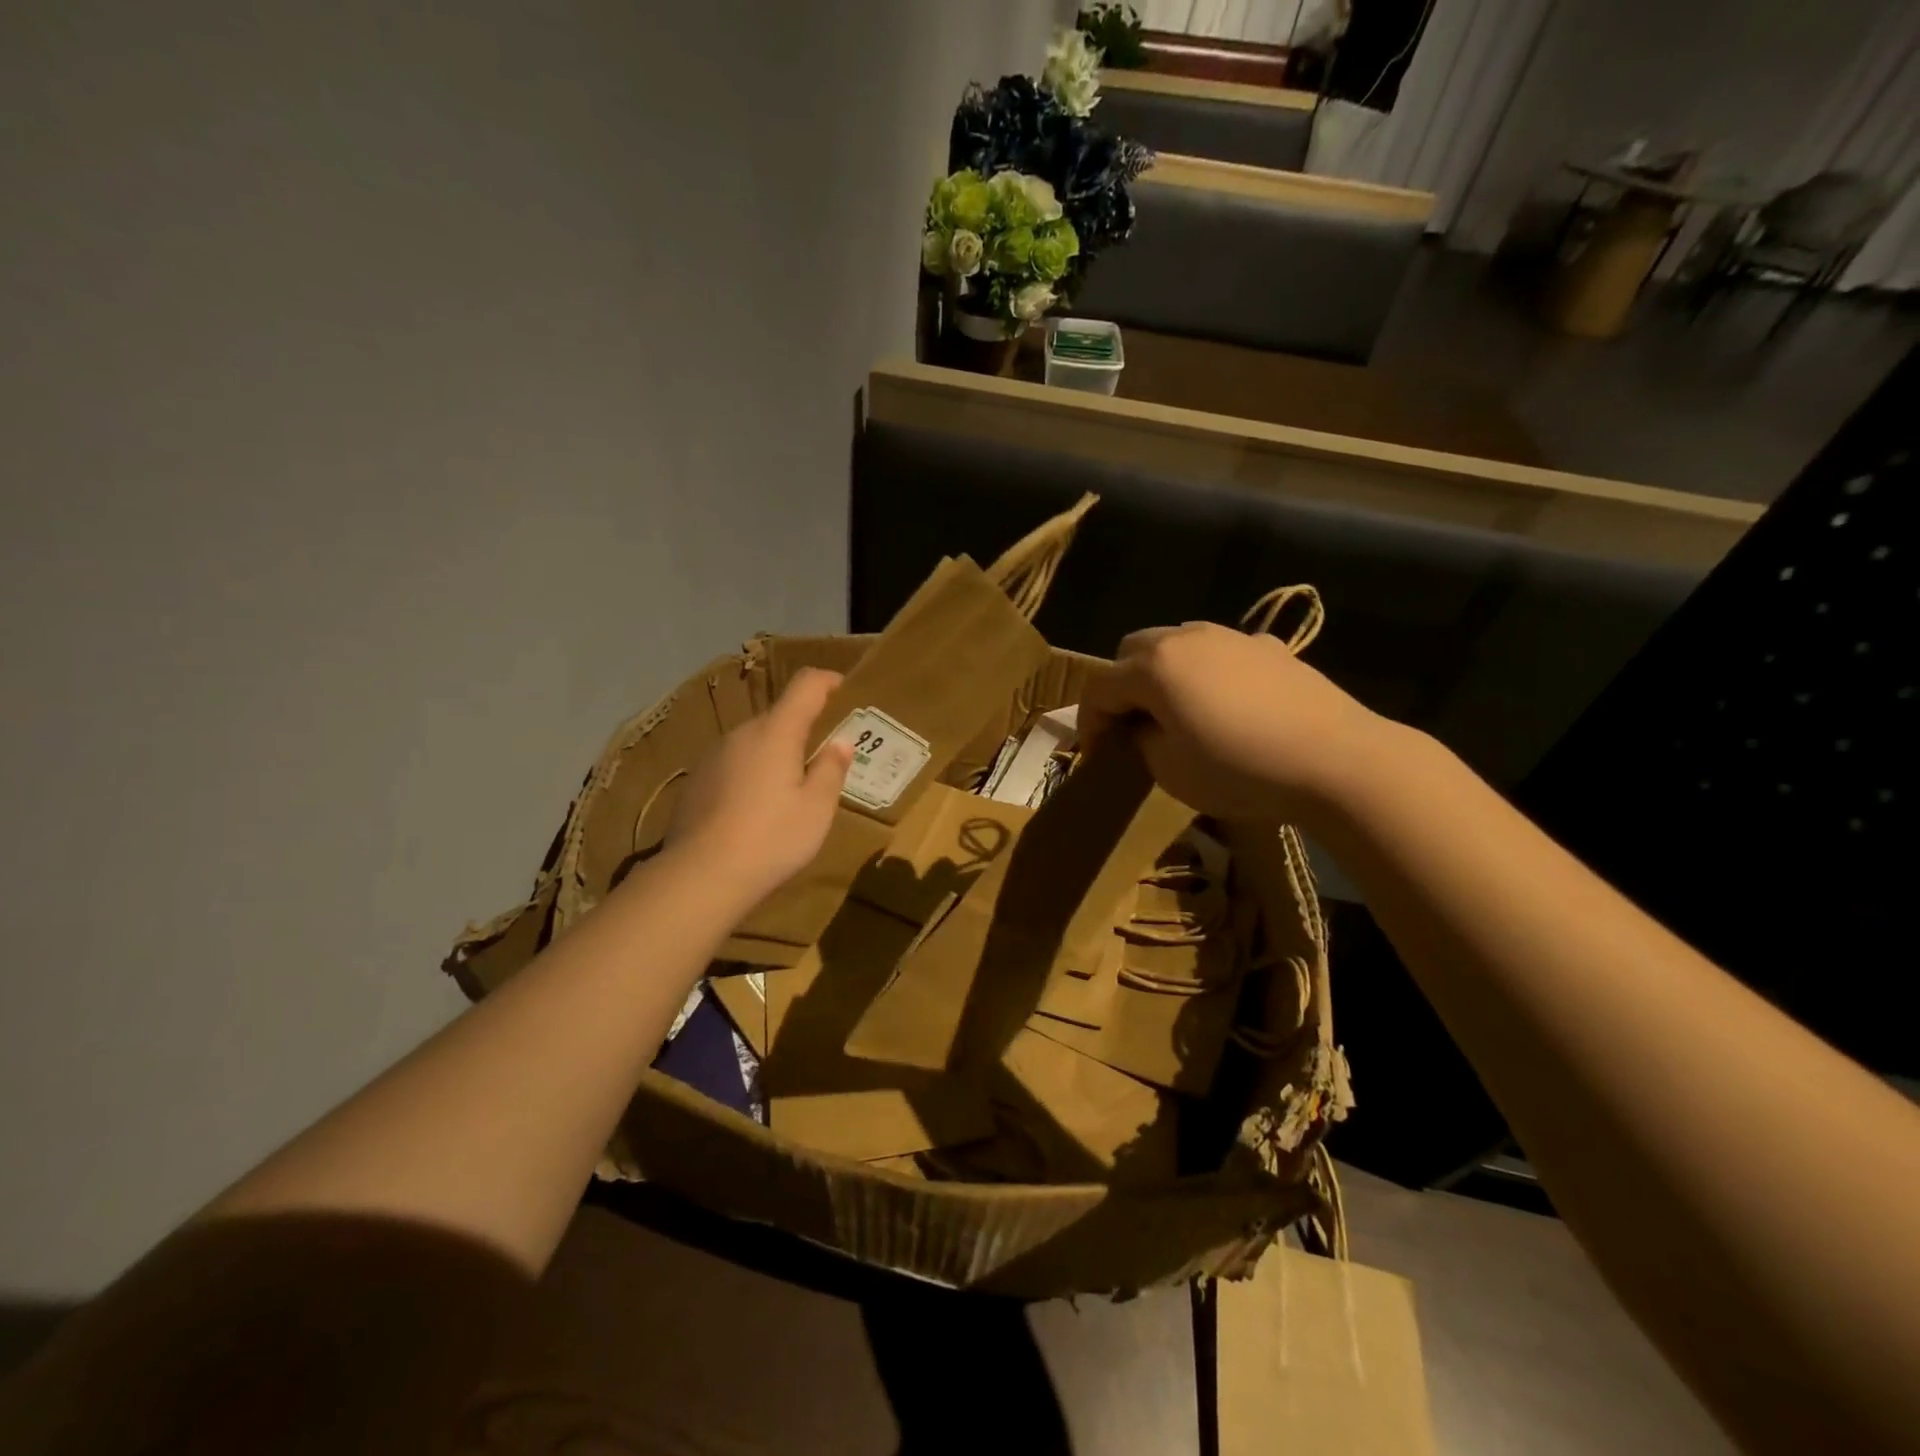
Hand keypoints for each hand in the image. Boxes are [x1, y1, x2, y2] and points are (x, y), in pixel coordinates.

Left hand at [666, 668, 853, 912]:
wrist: (700, 876)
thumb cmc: (771, 838)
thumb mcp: (816, 808)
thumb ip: (831, 769)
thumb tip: (841, 741)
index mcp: (776, 732)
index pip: (805, 685)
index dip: (828, 681)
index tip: (845, 690)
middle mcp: (741, 734)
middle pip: (778, 716)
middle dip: (804, 728)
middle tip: (825, 757)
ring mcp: (713, 756)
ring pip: (754, 742)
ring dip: (776, 753)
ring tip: (791, 789)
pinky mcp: (696, 781)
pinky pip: (734, 764)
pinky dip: (752, 774)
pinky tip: (756, 810)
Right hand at [1081, 622, 1390, 825]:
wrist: (1335, 759)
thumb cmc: (1239, 769)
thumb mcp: (1170, 770)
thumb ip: (1142, 741)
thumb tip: (1144, 728)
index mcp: (1154, 667)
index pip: (1100, 687)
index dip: (1089, 721)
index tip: (1094, 754)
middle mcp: (1186, 638)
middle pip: (1133, 651)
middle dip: (1122, 686)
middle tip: (1130, 725)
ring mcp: (1231, 637)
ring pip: (1177, 643)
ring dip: (1162, 673)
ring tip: (1176, 711)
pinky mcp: (1269, 647)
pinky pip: (1220, 652)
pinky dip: (1207, 672)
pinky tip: (1226, 704)